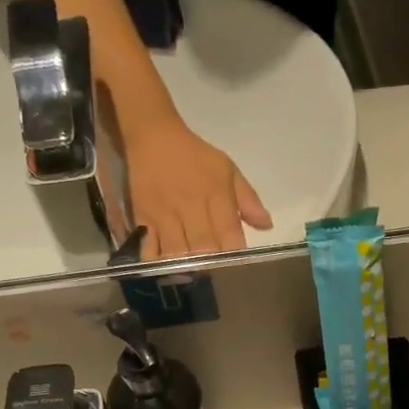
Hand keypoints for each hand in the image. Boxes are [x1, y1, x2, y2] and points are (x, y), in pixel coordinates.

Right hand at [125, 117, 271, 258]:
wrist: (153, 137)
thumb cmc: (195, 156)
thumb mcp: (228, 170)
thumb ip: (248, 200)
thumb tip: (267, 226)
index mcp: (216, 196)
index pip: (230, 235)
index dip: (235, 255)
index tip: (237, 265)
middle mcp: (191, 208)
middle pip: (203, 249)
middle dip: (212, 265)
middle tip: (214, 272)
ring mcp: (164, 215)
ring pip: (177, 253)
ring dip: (186, 267)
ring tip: (192, 272)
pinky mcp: (142, 218)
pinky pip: (149, 249)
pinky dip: (158, 262)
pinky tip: (165, 266)